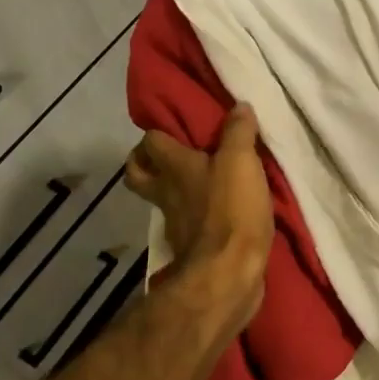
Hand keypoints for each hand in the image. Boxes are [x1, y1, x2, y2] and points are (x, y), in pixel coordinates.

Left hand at [125, 103, 271, 328]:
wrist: (228, 273)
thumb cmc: (231, 210)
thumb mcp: (242, 162)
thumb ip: (239, 132)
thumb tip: (239, 106)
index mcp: (175, 167)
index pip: (150, 141)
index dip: (157, 132)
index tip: (173, 126)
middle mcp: (166, 193)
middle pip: (137, 174)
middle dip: (144, 162)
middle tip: (169, 153)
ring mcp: (175, 223)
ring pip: (160, 199)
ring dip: (171, 190)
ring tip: (198, 180)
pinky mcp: (190, 247)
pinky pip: (185, 224)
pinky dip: (194, 216)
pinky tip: (215, 212)